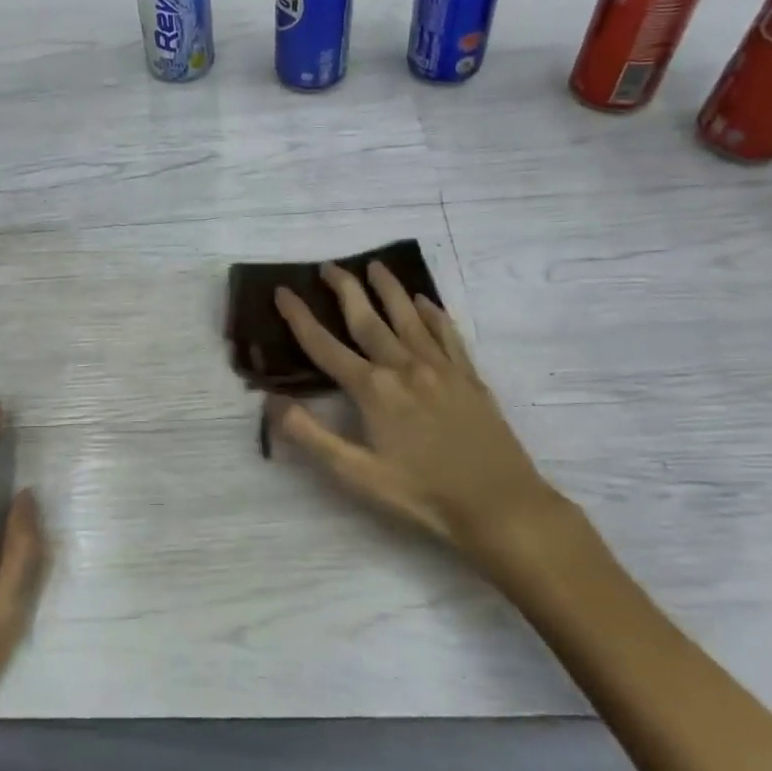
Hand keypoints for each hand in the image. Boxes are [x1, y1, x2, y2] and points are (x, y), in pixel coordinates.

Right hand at [270, 263, 560, 575]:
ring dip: (388, 288)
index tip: (282, 292)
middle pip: (367, 318)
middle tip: (328, 266)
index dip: (299, 317)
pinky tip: (425, 300)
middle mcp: (404, 366)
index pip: (324, 345)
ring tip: (374, 265)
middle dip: (344, 288)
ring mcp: (440, 367)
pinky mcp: (468, 376)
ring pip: (408, 316)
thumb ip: (310, 435)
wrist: (500, 504)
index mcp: (373, 389)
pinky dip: (433, 312)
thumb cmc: (422, 494)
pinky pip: (447, 332)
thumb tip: (271, 402)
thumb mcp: (356, 473)